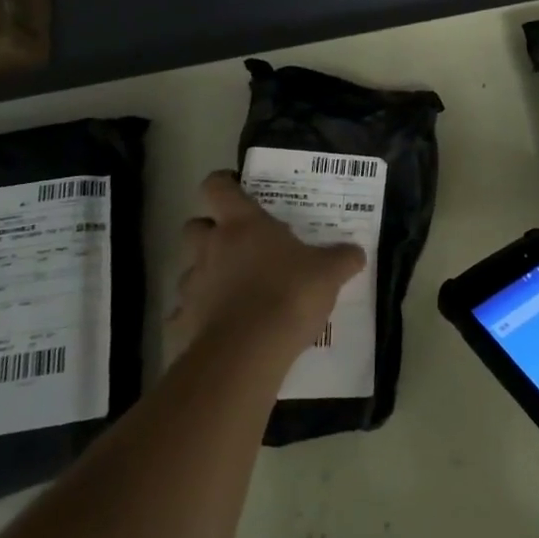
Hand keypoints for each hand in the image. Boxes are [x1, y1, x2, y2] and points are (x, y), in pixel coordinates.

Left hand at [165, 171, 365, 365]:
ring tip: (230, 290)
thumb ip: (341, 258)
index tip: (238, 190)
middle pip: (194, 226)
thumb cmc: (288, 294)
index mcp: (242, 224)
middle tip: (236, 243)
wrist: (247, 353)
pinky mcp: (182, 323)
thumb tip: (356, 252)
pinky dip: (196, 317)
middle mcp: (210, 247)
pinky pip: (183, 314)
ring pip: (188, 270)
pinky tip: (218, 328)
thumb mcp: (327, 273)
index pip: (217, 187)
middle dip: (209, 231)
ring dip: (204, 275)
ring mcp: (192, 285)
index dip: (224, 184)